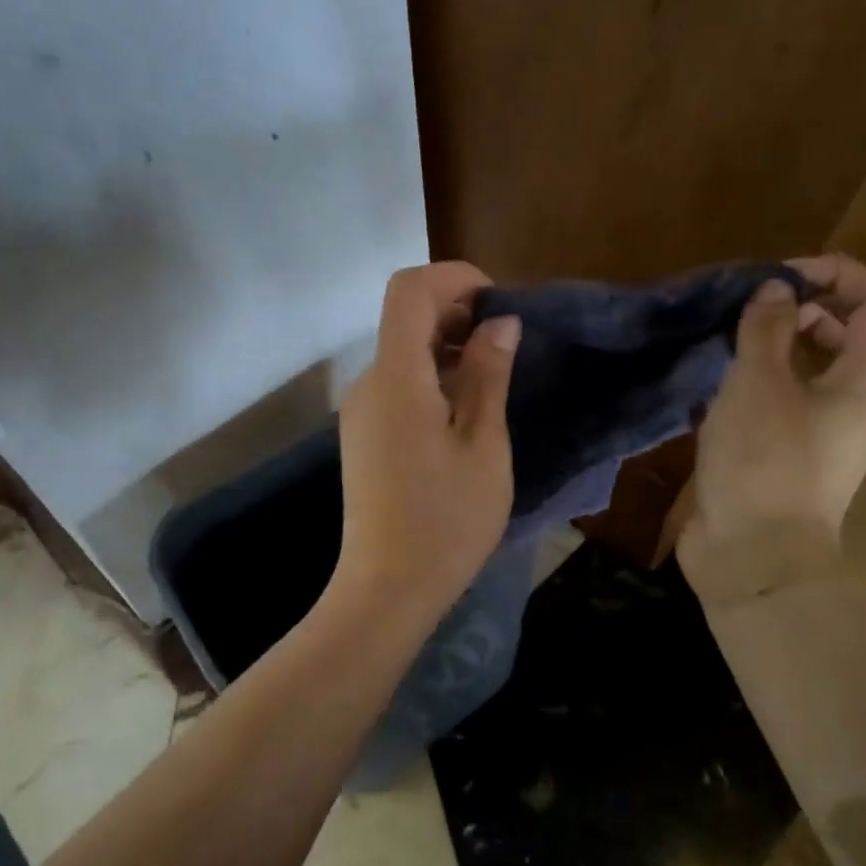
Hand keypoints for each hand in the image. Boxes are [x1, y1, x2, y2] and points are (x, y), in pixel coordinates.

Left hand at [331, 262, 520, 626]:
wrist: (388, 587)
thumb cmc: (447, 520)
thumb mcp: (483, 445)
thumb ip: (488, 375)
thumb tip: (499, 323)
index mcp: (396, 377)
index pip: (410, 290)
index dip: (454, 278)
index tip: (498, 301)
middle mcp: (367, 383)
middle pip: (404, 318)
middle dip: (456, 312)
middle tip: (506, 344)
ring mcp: (359, 411)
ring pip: (401, 353)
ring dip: (445, 348)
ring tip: (492, 379)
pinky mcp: (362, 436)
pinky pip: (395, 385)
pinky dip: (429, 377)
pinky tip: (462, 411)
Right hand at [679, 253, 865, 601]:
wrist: (753, 557)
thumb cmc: (763, 464)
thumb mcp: (757, 386)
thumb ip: (766, 330)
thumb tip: (775, 290)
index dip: (839, 273)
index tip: (781, 276)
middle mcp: (856, 404)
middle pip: (848, 333)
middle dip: (802, 308)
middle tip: (748, 309)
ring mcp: (824, 434)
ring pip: (812, 370)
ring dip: (775, 347)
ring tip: (726, 345)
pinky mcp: (791, 456)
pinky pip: (785, 402)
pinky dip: (758, 384)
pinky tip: (717, 390)